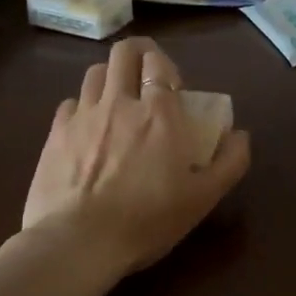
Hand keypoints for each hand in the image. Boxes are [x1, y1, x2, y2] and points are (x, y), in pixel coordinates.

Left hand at [22, 37, 249, 275]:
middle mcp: (119, 102)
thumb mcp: (204, 198)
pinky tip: (88, 127)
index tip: (173, 88)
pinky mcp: (55, 134)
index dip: (166, 66)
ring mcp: (83, 116)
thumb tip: (240, 135)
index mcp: (159, 113)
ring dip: (110, 77)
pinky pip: (70, 103)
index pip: (159, 63)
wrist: (79, 242)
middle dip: (138, 54)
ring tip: (117, 99)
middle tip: (146, 76)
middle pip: (124, 53)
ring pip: (94, 72)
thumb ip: (230, 161)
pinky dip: (83, 106)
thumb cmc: (148, 220)